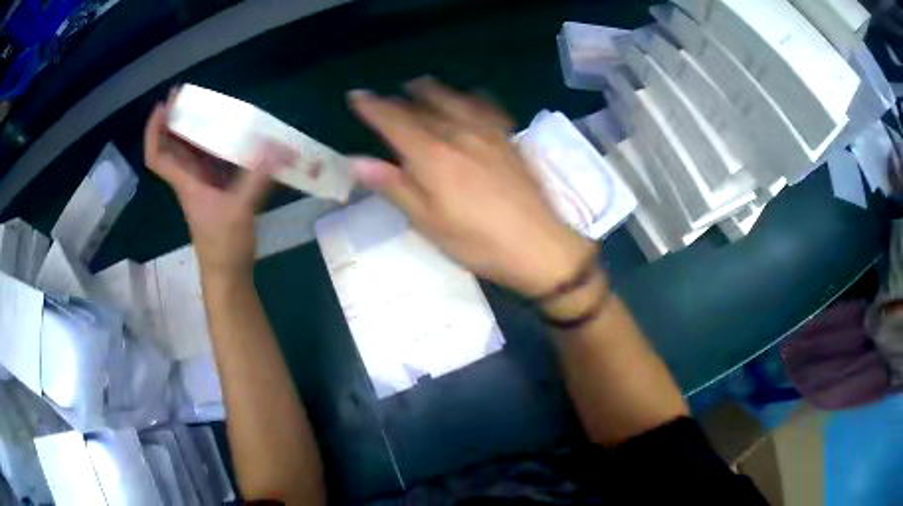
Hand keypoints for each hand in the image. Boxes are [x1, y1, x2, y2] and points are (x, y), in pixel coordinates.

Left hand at [144, 91, 296, 278]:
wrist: (228, 274)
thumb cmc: (224, 246)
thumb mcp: (240, 211)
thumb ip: (257, 178)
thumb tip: (278, 146)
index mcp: (186, 183)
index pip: (158, 156)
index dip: (154, 131)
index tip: (163, 105)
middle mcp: (190, 180)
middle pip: (172, 146)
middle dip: (174, 119)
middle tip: (185, 94)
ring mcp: (202, 185)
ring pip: (190, 151)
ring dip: (192, 128)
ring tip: (206, 105)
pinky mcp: (216, 191)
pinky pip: (209, 159)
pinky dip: (214, 143)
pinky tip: (230, 132)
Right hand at [349, 77, 594, 296]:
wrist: (538, 245)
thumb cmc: (477, 242)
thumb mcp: (428, 222)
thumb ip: (394, 186)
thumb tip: (356, 161)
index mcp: (433, 156)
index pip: (395, 122)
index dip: (373, 107)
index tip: (357, 96)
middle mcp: (458, 135)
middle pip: (423, 108)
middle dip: (399, 100)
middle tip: (384, 97)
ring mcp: (488, 135)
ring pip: (454, 101)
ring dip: (433, 91)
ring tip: (419, 84)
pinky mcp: (509, 141)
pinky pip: (487, 108)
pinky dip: (472, 98)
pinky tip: (470, 95)